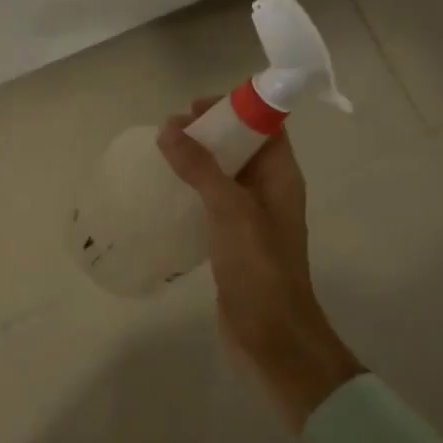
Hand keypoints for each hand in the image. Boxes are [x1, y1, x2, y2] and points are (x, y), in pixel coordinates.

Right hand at [157, 99, 360, 429]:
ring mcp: (252, 218)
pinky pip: (213, 203)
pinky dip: (192, 192)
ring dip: (197, 162)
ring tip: (161, 157)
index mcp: (282, 176)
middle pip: (242, 146)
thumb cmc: (258, 267)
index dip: (235, 108)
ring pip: (225, 175)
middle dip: (208, 133)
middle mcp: (270, 191)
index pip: (265, 126)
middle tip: (168, 132)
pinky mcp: (234, 241)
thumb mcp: (230, 209)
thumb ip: (200, 167)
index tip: (194, 106)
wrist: (272, 336)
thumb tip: (169, 127)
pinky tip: (165, 195)